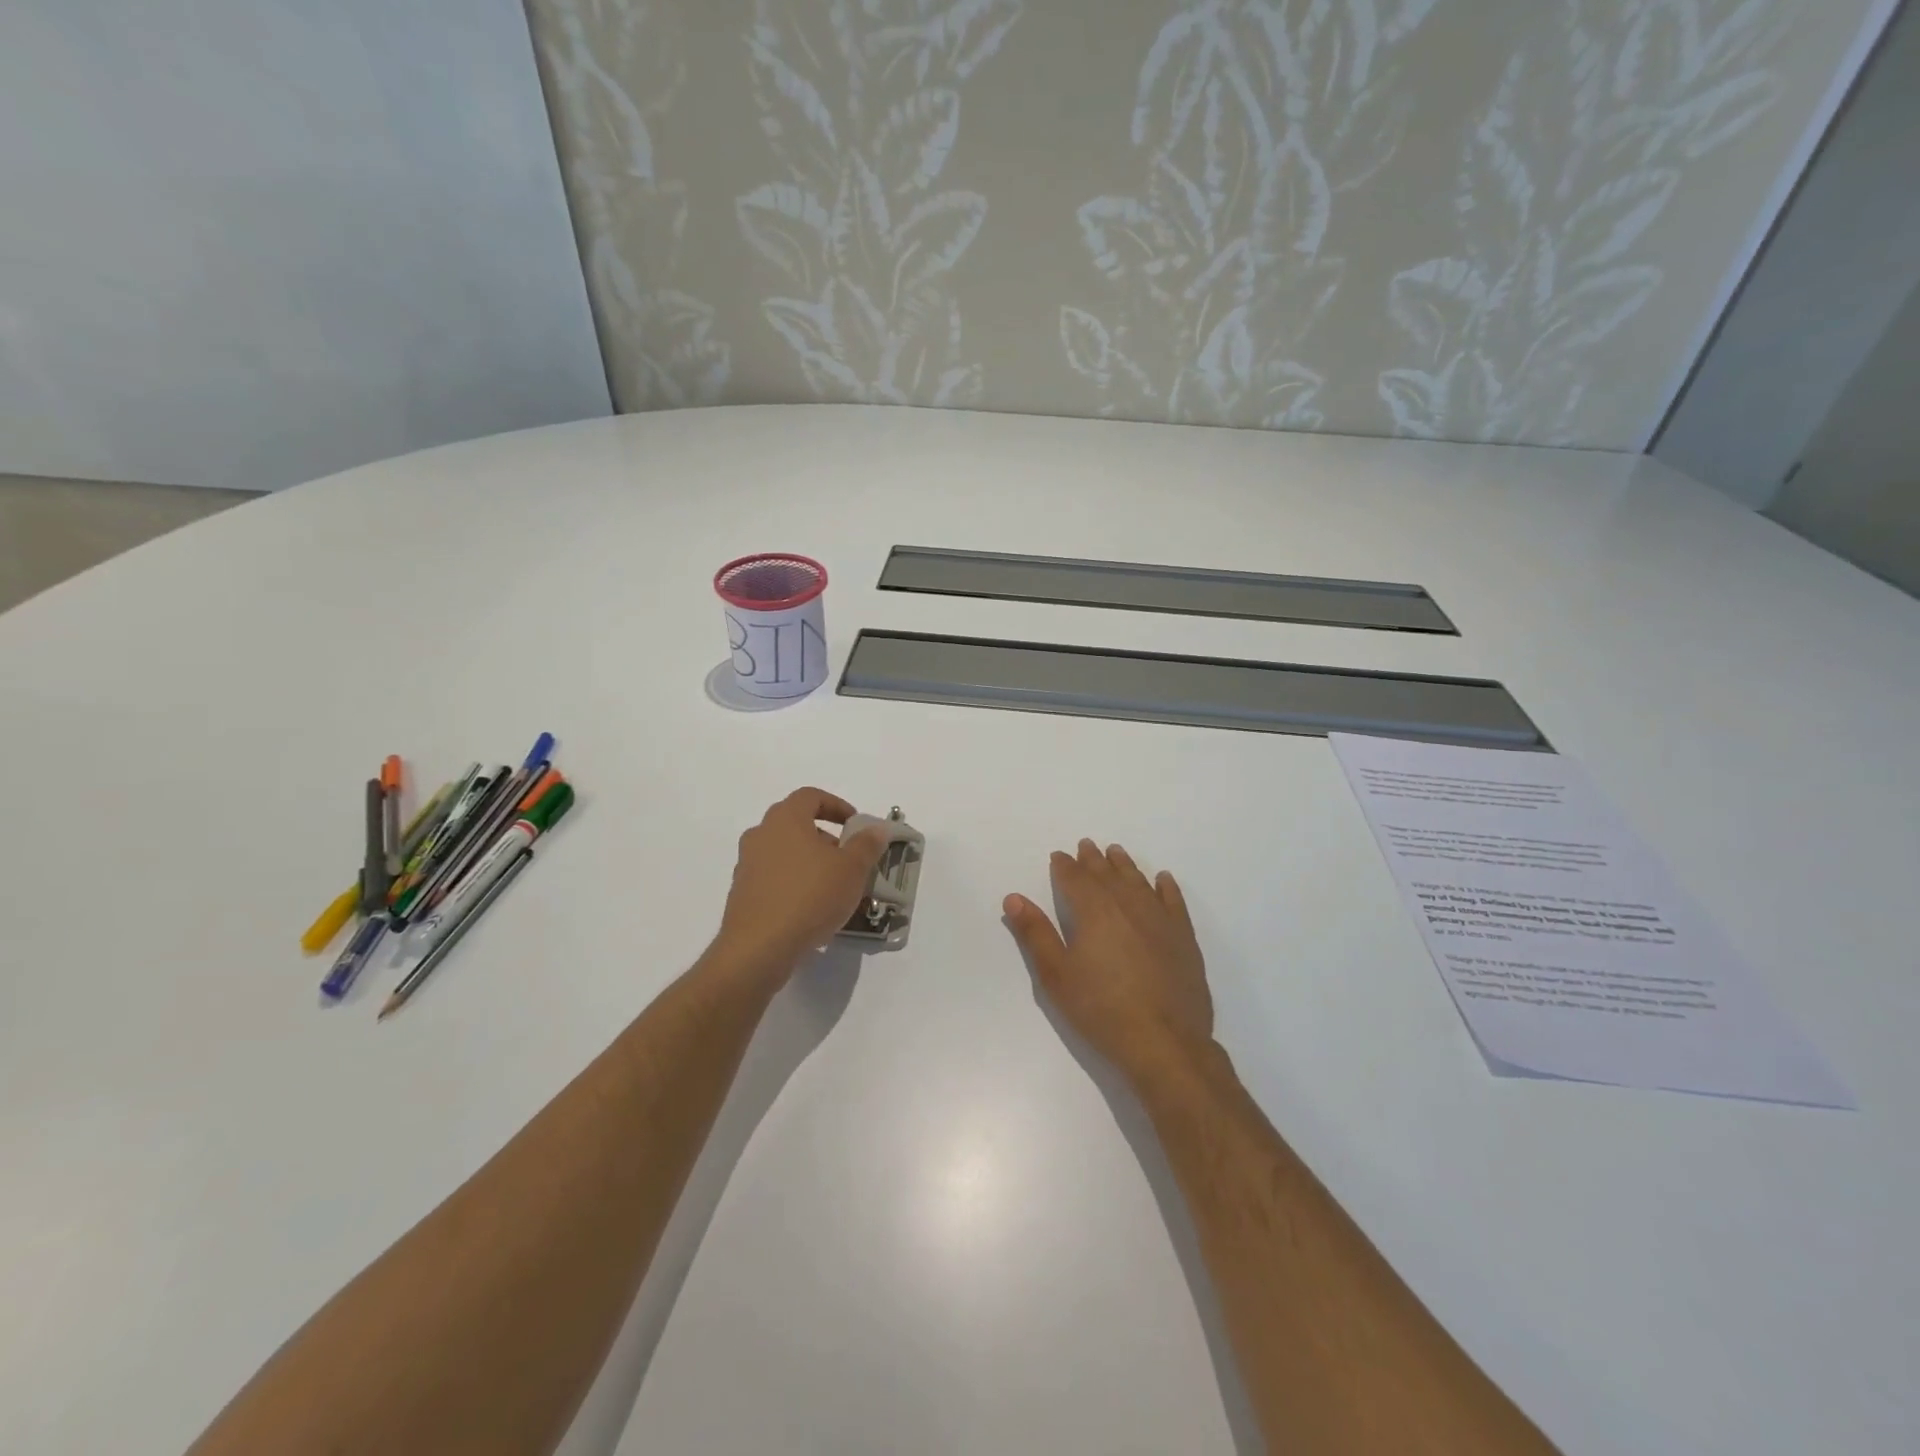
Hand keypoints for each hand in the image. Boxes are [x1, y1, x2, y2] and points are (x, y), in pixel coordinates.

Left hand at [712, 788, 888, 980]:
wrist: (759, 948)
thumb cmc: (810, 896)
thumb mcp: (852, 869)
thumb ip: (867, 844)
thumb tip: (877, 828)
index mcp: (785, 819)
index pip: (810, 796)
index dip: (836, 805)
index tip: (855, 825)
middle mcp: (761, 834)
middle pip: (795, 823)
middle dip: (825, 836)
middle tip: (847, 857)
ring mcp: (747, 864)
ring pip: (784, 851)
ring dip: (809, 861)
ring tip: (833, 886)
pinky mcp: (742, 893)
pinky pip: (773, 878)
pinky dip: (793, 883)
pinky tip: (811, 908)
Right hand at [1004, 840, 1213, 1083]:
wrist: (1164, 1042)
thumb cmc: (1101, 1009)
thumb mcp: (1056, 975)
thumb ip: (1035, 933)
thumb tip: (1014, 897)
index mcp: (1094, 911)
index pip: (1075, 878)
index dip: (1065, 866)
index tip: (1059, 856)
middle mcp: (1127, 904)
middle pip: (1107, 874)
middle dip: (1093, 859)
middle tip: (1086, 846)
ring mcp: (1160, 919)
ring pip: (1138, 881)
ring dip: (1125, 865)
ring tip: (1116, 852)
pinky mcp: (1184, 937)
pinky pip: (1174, 901)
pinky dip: (1166, 886)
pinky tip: (1162, 879)